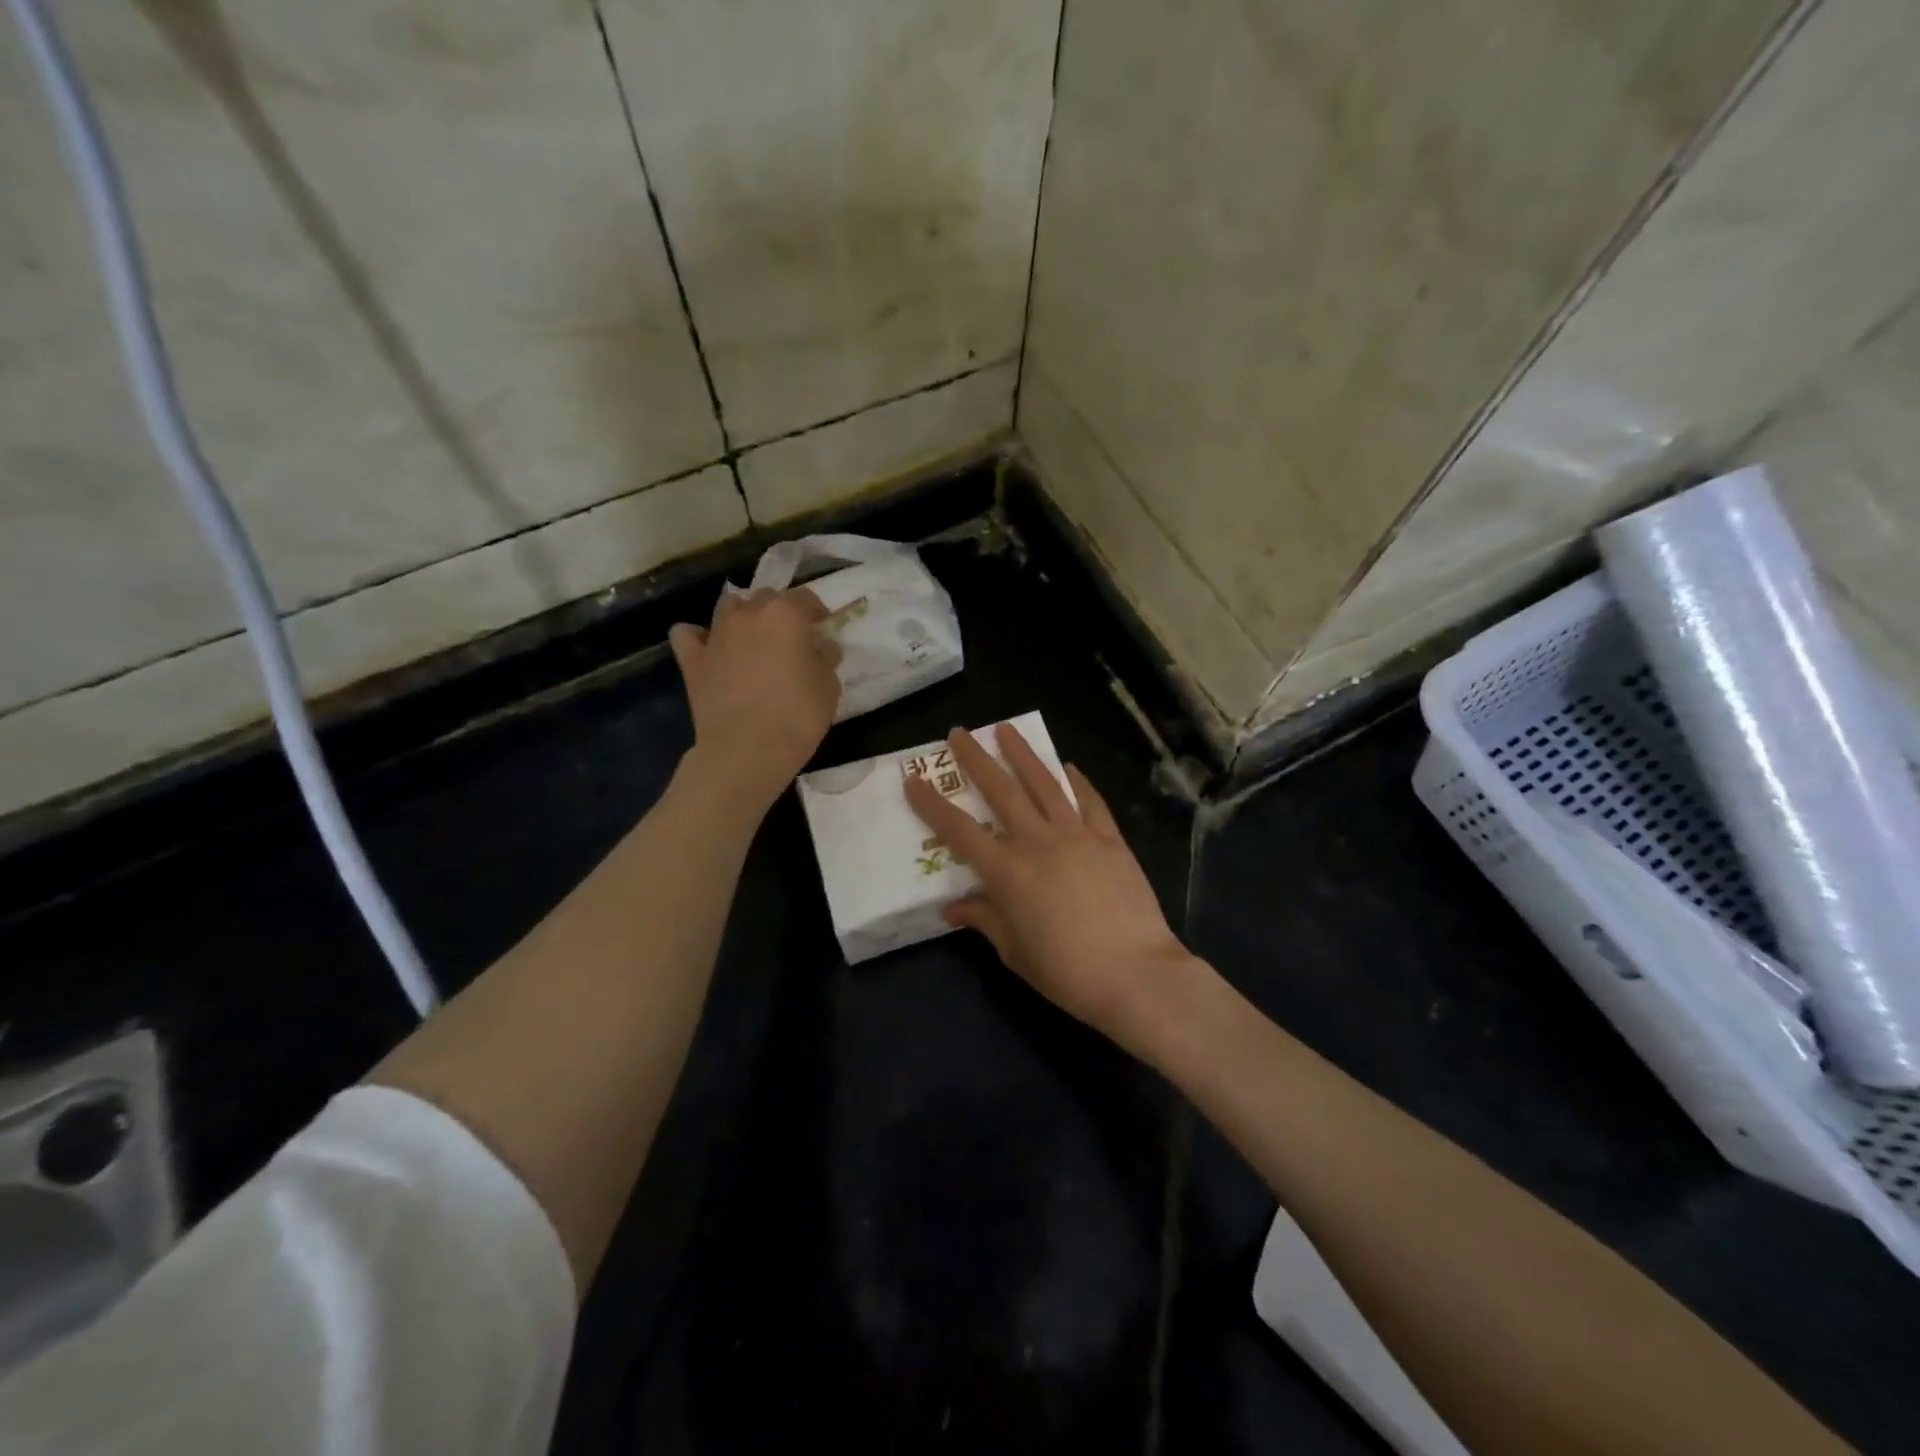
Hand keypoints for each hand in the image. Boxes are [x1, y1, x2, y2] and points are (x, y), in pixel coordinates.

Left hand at [670, 587, 840, 807]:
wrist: (747, 749)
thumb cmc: (797, 716)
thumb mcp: (829, 687)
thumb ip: (825, 659)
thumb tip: (821, 647)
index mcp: (786, 614)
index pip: (806, 598)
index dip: (817, 613)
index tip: (823, 631)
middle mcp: (749, 614)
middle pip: (767, 598)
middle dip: (780, 613)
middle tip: (791, 641)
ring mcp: (716, 634)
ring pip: (729, 606)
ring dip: (743, 616)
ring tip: (753, 641)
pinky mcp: (692, 659)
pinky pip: (689, 634)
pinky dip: (698, 637)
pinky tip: (710, 650)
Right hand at [903, 723, 1193, 1047]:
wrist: (1136, 974)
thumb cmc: (1066, 971)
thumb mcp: (1014, 952)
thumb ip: (984, 920)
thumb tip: (953, 906)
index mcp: (1008, 872)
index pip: (959, 831)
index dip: (932, 805)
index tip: (913, 779)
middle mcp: (1038, 842)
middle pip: (1001, 791)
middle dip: (976, 759)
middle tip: (959, 733)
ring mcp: (1078, 836)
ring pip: (1045, 784)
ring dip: (1023, 754)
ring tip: (1006, 729)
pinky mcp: (1110, 840)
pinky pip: (1090, 802)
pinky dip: (1077, 782)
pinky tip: (1068, 766)